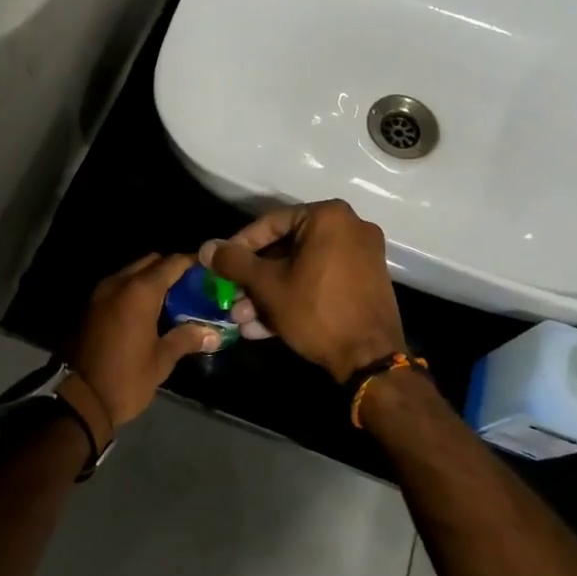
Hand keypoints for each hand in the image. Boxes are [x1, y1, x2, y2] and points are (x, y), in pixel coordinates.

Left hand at [65, 253, 219, 426]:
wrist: (78, 401)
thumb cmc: (125, 379)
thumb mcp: (161, 360)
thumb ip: (186, 338)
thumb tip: (213, 333)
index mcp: (140, 292)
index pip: (172, 263)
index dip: (192, 263)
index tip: (208, 272)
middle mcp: (119, 283)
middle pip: (151, 261)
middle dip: (171, 269)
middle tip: (190, 288)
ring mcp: (101, 293)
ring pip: (132, 272)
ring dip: (151, 279)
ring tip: (171, 300)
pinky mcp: (90, 306)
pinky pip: (119, 286)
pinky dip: (134, 291)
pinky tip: (147, 312)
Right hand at [200, 200, 405, 381]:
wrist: (369, 359)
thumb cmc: (316, 311)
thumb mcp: (268, 286)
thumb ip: (235, 262)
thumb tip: (206, 248)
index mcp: (328, 216)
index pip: (271, 223)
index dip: (240, 246)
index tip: (220, 266)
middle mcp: (350, 227)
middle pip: (288, 248)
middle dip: (255, 279)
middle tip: (232, 299)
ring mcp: (362, 255)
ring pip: (303, 268)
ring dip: (271, 294)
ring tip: (244, 321)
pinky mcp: (366, 282)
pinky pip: (322, 281)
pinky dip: (296, 297)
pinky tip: (266, 328)